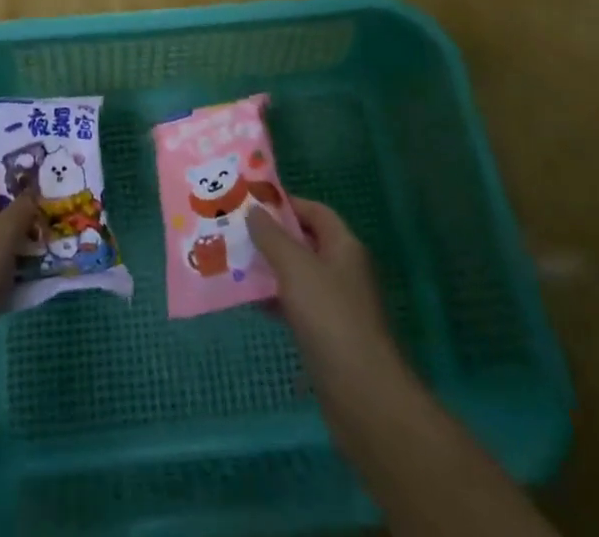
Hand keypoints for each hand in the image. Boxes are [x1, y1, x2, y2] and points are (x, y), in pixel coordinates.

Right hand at [250, 198, 393, 369]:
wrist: (363, 396)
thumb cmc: (330, 317)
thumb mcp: (295, 267)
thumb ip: (272, 236)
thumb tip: (254, 210)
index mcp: (344, 247)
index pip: (315, 211)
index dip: (286, 204)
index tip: (252, 203)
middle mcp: (343, 271)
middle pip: (306, 243)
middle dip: (272, 237)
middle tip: (236, 231)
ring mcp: (337, 306)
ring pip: (299, 276)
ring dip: (270, 269)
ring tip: (235, 263)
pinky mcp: (328, 337)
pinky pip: (297, 307)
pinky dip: (276, 300)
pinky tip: (251, 302)